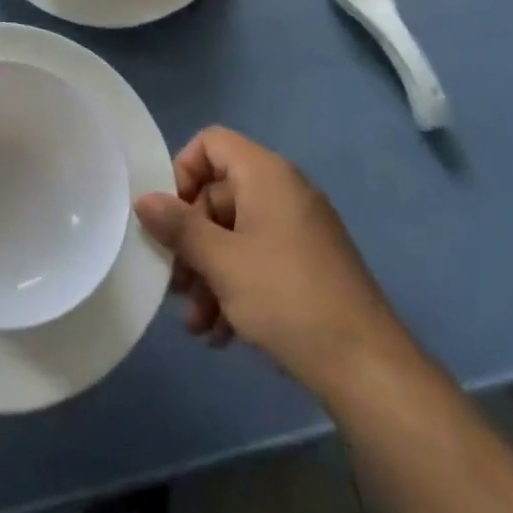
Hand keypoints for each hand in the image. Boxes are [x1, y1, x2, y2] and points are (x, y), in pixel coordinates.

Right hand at [134, 127, 406, 394]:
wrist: (368, 369)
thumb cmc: (287, 300)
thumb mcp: (222, 263)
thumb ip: (179, 227)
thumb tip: (143, 199)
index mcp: (266, 174)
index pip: (210, 143)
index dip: (182, 172)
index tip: (169, 218)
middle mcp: (283, 191)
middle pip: (218, 194)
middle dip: (191, 241)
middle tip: (176, 285)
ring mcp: (298, 229)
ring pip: (234, 233)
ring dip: (208, 273)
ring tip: (197, 324)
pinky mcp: (308, 264)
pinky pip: (258, 258)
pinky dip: (235, 286)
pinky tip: (222, 334)